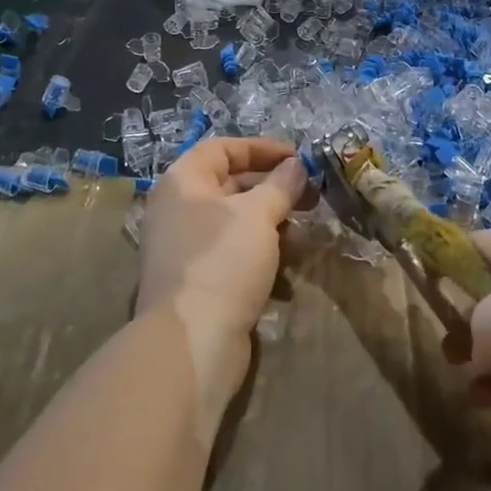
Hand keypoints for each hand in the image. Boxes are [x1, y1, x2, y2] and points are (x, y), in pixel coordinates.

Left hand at [136, 138, 309, 433]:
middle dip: (273, 188)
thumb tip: (296, 165)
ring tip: (306, 233)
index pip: (222, 148)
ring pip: (235, 223)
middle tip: (311, 196)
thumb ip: (280, 184)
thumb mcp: (258, 214)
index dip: (261, 148)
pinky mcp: (198, 282)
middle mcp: (178, 209)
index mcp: (183, 182)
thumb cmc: (222, 261)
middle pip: (230, 184)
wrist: (191, 342)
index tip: (298, 158)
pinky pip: (233, 254)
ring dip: (272, 224)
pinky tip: (288, 270)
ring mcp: (185, 248)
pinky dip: (260, 255)